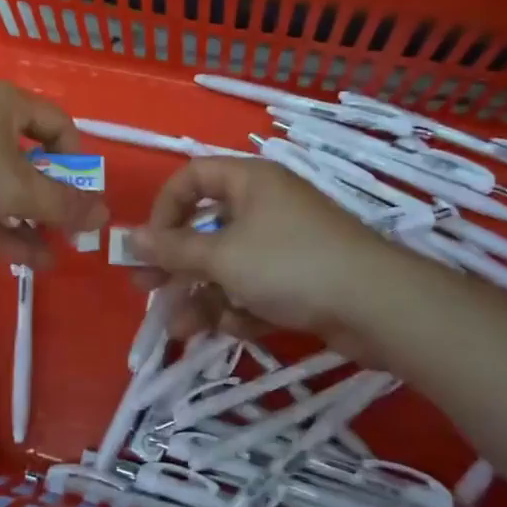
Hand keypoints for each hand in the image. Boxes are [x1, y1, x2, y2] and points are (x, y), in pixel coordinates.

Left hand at [0, 81, 106, 266]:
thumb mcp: (19, 189)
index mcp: (8, 105)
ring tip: (54, 259)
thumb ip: (64, 204)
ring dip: (30, 221)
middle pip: (33, 160)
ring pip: (5, 187)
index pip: (59, 125)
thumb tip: (104, 215)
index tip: (83, 197)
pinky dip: (2, 227)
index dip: (77, 162)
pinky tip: (27, 261)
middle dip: (53, 201)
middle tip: (72, 234)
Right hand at [129, 157, 388, 341]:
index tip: (150, 243)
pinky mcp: (299, 279)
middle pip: (206, 227)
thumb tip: (129, 237)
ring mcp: (283, 244)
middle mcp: (264, 206)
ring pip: (228, 265)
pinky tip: (230, 329)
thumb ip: (173, 249)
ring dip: (202, 295)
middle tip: (146, 289)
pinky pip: (255, 286)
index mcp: (249, 181)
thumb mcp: (222, 256)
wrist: (377, 306)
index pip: (192, 177)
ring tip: (180, 329)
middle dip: (176, 263)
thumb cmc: (289, 264)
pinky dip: (239, 307)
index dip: (165, 207)